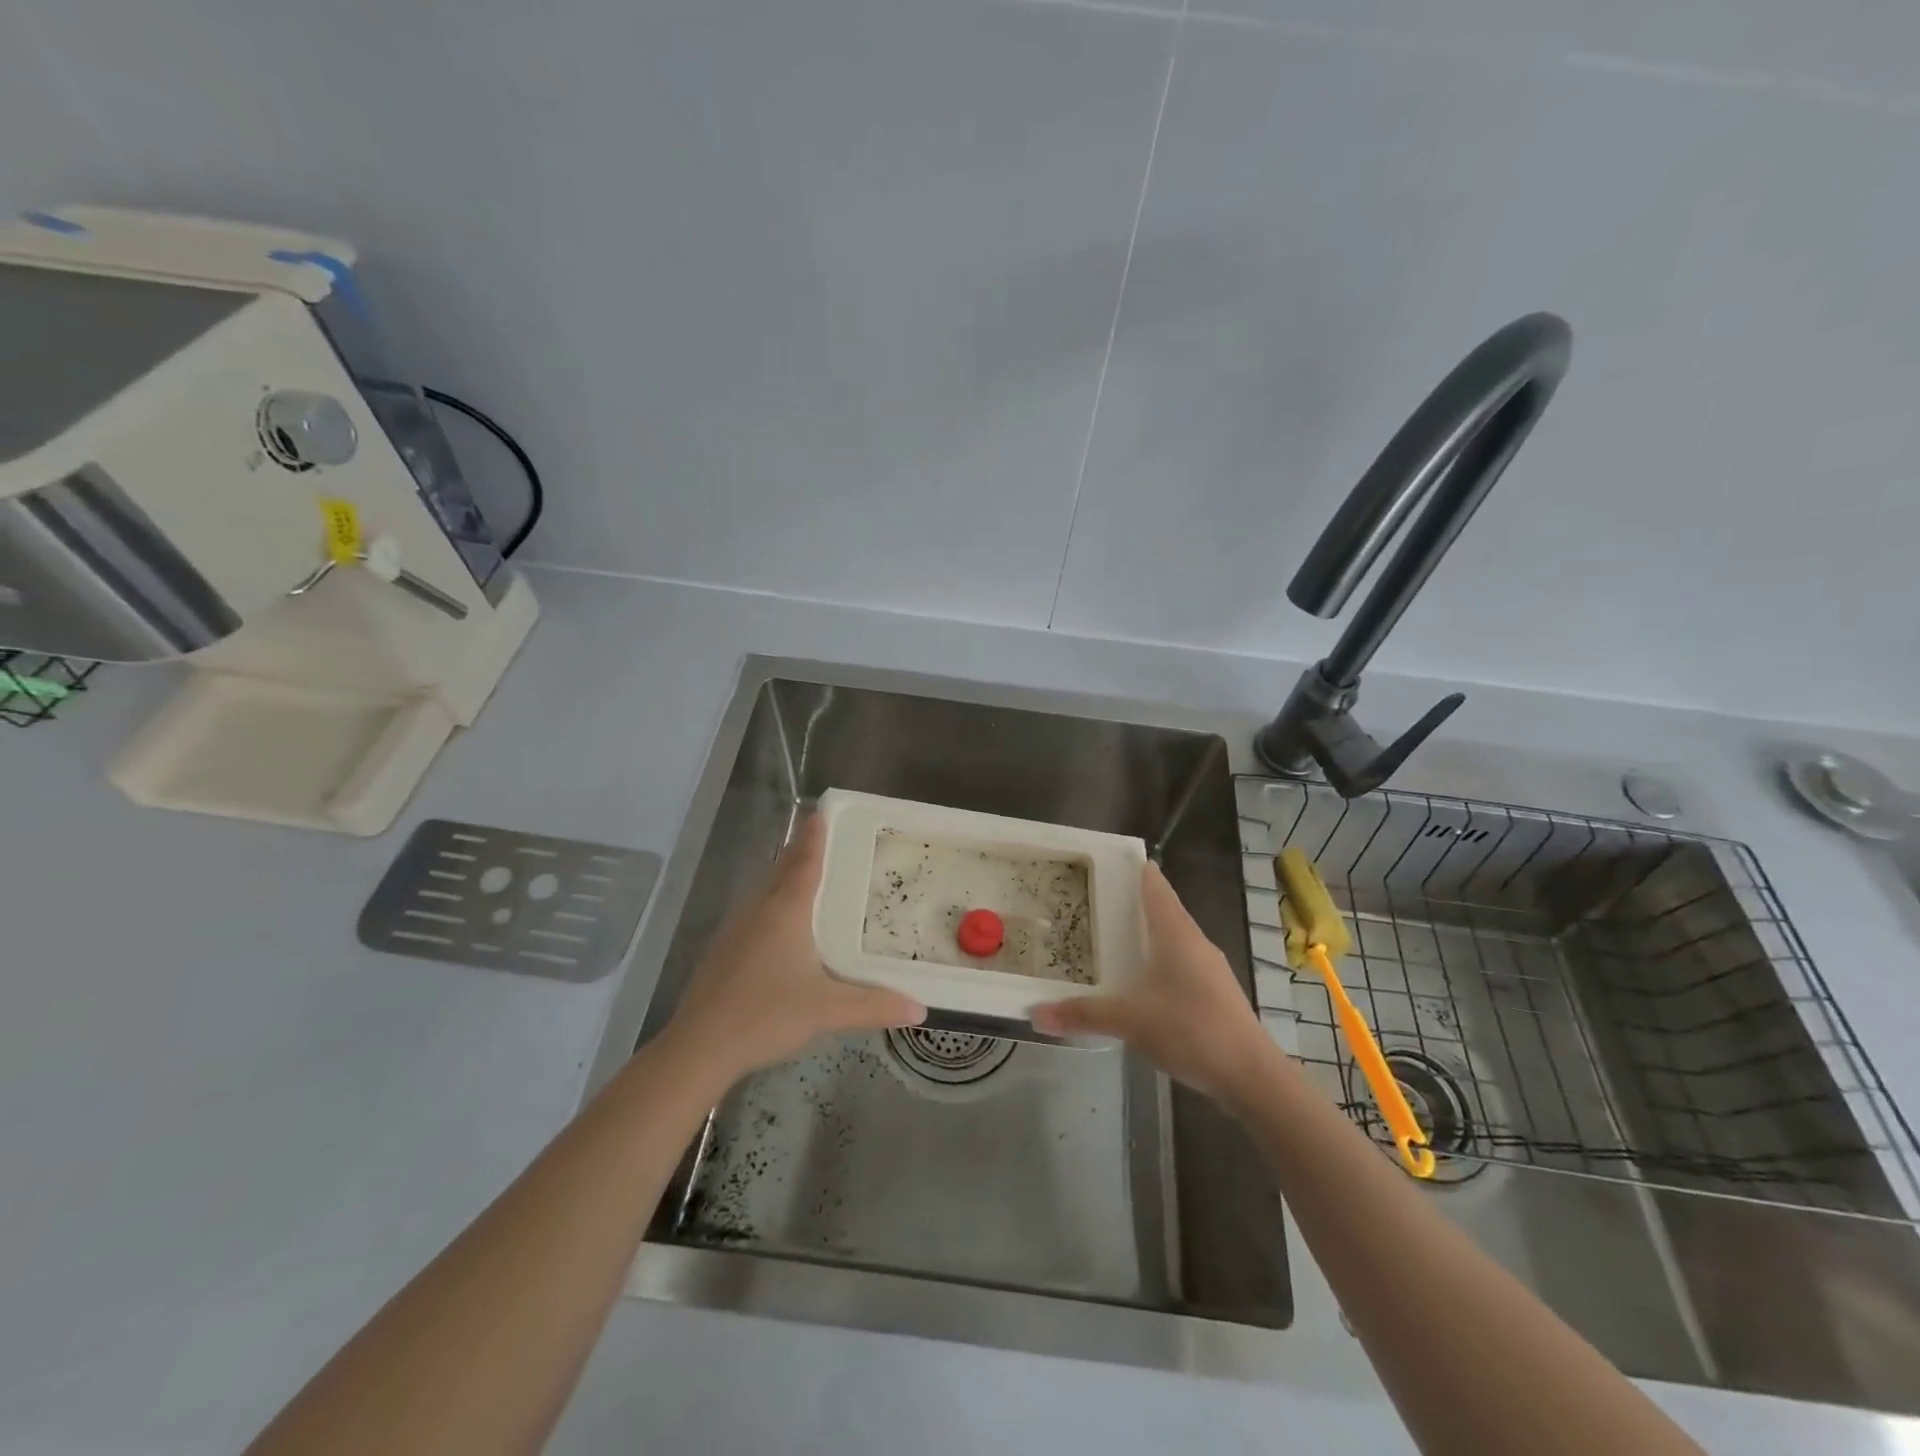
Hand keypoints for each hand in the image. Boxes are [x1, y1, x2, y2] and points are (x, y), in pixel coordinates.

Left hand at [663, 814, 924, 1083]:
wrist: (699, 1046)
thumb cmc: (767, 1015)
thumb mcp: (827, 1011)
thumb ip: (874, 1005)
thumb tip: (920, 1009)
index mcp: (786, 910)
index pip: (804, 860)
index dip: (815, 834)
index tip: (823, 811)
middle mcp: (759, 908)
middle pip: (782, 867)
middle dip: (802, 850)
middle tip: (827, 840)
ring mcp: (736, 927)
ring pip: (765, 888)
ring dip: (785, 874)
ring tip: (809, 874)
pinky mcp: (723, 948)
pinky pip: (754, 910)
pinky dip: (772, 901)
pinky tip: (781, 924)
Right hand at [1031, 862, 1278, 1104]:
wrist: (1252, 1076)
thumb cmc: (1192, 1030)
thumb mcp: (1130, 1021)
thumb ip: (1083, 1014)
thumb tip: (1035, 1013)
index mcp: (1176, 933)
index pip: (1154, 885)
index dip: (1132, 869)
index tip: (1104, 861)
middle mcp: (1194, 941)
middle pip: (1161, 909)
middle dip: (1130, 902)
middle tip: (1091, 899)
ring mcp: (1209, 968)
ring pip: (1171, 938)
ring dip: (1144, 934)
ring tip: (1108, 937)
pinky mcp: (1214, 993)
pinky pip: (1179, 962)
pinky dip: (1156, 960)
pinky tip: (1138, 980)